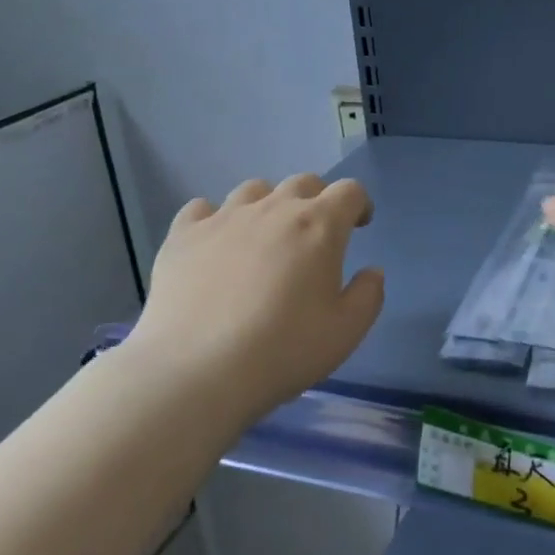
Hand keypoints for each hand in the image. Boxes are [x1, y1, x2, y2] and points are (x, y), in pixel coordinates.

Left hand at [126, 174, 383, 421]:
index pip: (349, 191)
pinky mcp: (183, 236)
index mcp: (318, 226)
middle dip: (317, 200)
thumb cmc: (283, 350)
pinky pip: (202, 208)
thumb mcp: (346, 332)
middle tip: (315, 235)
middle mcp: (273, 209)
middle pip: (303, 183)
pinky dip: (215, 219)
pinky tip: (216, 245)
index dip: (359, 204)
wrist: (196, 371)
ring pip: (254, 190)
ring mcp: (224, 218)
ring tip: (265, 237)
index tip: (359, 226)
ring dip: (269, 205)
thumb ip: (368, 295)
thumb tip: (372, 271)